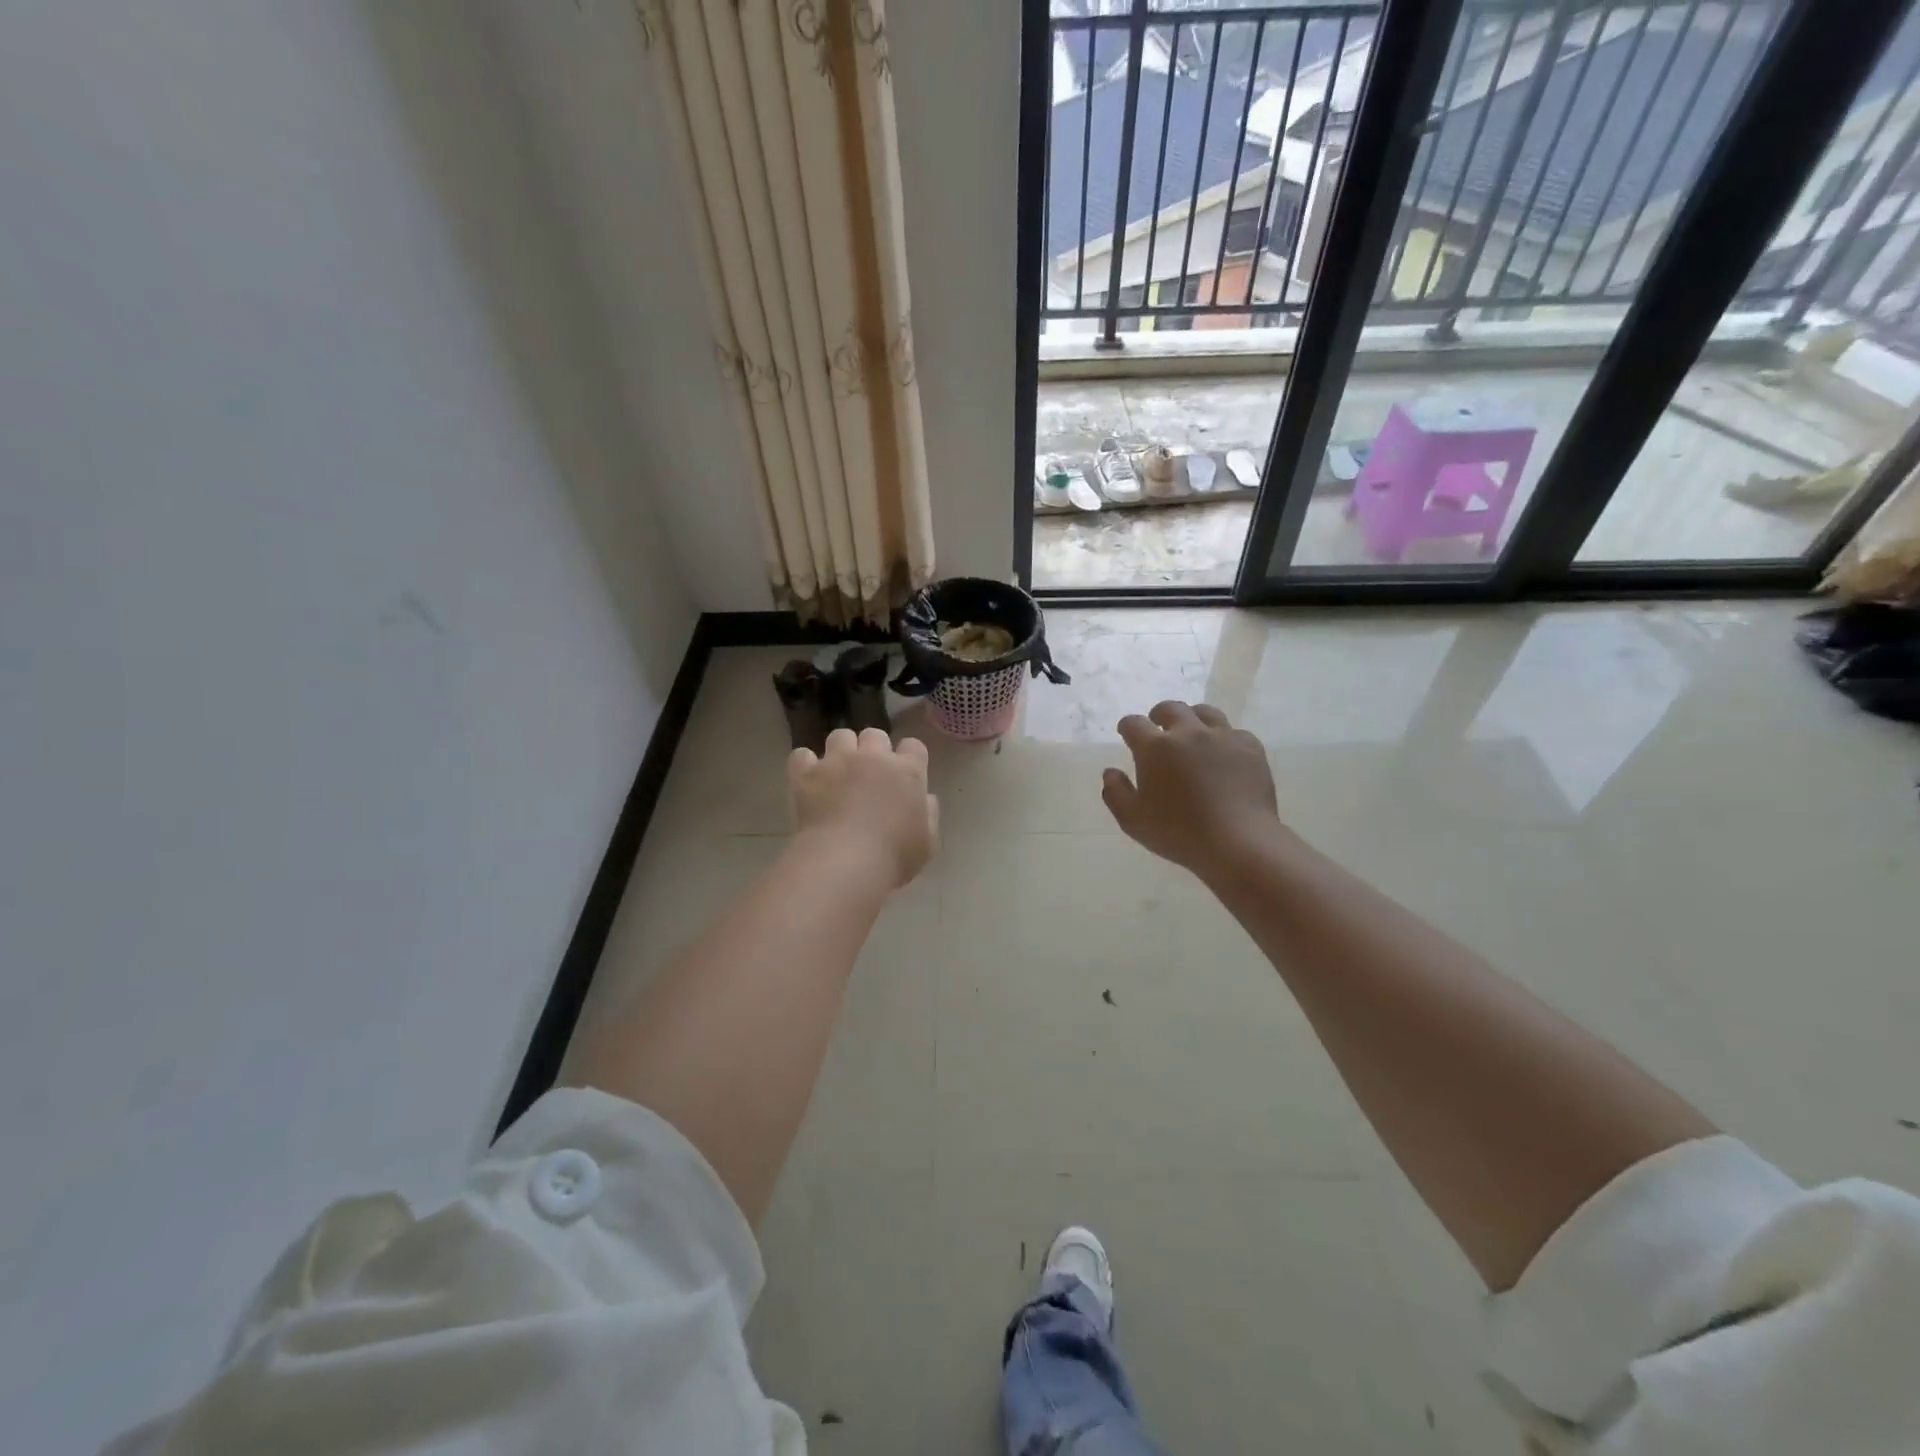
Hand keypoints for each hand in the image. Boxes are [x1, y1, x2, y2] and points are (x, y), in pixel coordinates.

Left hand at [789, 728, 938, 888]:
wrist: (845, 862)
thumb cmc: (893, 856)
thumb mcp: (927, 843)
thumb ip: (929, 814)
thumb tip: (925, 799)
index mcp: (908, 772)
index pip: (913, 746)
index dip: (908, 758)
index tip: (904, 775)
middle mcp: (874, 757)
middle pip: (874, 735)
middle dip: (873, 750)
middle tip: (869, 775)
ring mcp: (838, 761)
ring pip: (840, 736)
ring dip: (841, 750)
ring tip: (838, 773)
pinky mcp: (807, 773)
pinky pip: (802, 755)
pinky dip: (805, 765)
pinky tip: (808, 780)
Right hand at [1103, 702, 1281, 879]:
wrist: (1238, 842)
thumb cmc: (1178, 833)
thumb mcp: (1132, 820)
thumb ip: (1115, 792)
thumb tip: (1110, 772)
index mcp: (1155, 747)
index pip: (1133, 724)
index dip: (1127, 727)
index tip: (1126, 734)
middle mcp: (1188, 733)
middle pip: (1170, 709)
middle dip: (1159, 715)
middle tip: (1158, 728)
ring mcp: (1222, 737)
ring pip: (1205, 712)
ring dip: (1193, 719)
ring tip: (1192, 734)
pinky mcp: (1250, 748)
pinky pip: (1234, 732)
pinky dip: (1224, 738)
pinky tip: (1223, 754)